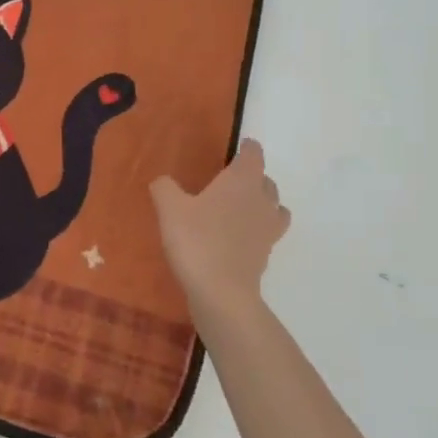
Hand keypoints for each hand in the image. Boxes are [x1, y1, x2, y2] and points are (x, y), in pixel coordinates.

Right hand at [151, 139, 290, 312]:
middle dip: (253, 176)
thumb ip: (165, 188)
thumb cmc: (196, 240)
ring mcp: (268, 229)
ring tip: (241, 207)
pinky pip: (267, 233)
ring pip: (274, 207)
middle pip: (266, 181)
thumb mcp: (169, 208)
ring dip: (262, 203)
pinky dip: (257, 229)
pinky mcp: (265, 254)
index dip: (248, 148)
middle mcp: (262, 201)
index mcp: (242, 182)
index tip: (243, 145)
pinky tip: (237, 236)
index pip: (253, 155)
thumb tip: (164, 181)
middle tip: (232, 178)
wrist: (221, 292)